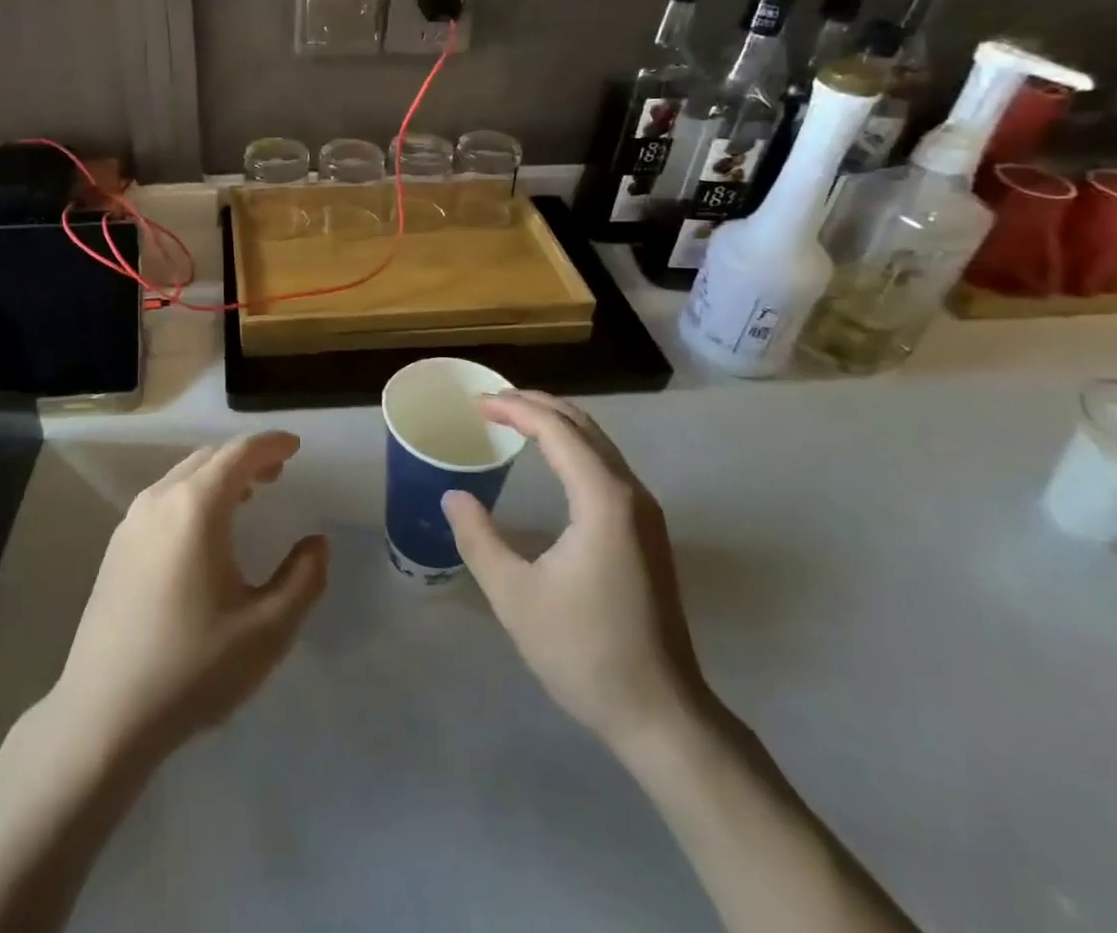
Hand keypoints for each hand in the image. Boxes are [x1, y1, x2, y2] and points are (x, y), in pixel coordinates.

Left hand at [50, 431, 329, 761]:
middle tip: (277, 473)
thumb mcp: (267, 629)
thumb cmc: (192, 667)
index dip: (271, 444)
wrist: (103, 716)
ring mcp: (131, 523)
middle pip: (209, 458)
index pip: (239, 454)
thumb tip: (317, 543)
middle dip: (246, 459)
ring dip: (218, 477)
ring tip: (247, 497)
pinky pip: (163, 500)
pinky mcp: (116, 549)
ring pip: (182, 477)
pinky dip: (193, 496)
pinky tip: (204, 532)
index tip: (295, 446)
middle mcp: (159, 501)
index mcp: (196, 507)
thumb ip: (303, 579)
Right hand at [443, 392, 709, 759]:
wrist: (662, 714)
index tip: (475, 404)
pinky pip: (605, 466)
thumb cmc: (585, 652)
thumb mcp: (515, 596)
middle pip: (582, 425)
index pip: (555, 429)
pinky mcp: (646, 532)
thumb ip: (478, 538)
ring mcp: (645, 512)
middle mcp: (630, 493)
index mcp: (602, 499)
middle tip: (490, 402)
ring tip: (512, 419)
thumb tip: (453, 496)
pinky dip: (572, 447)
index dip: (513, 408)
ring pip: (598, 443)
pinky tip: (550, 460)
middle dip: (535, 405)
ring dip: (555, 423)